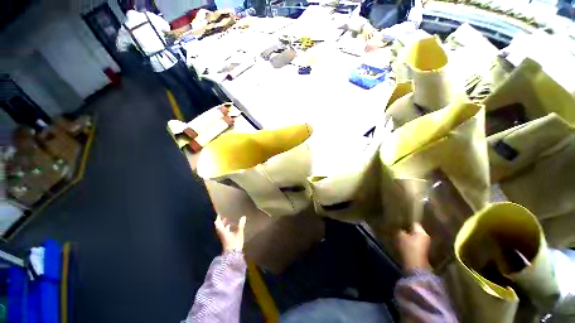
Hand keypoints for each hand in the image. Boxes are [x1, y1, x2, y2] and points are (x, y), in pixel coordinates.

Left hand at [215, 215, 245, 252]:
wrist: (232, 256)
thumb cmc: (235, 243)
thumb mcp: (239, 233)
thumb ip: (241, 225)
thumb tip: (243, 217)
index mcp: (223, 231)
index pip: (218, 223)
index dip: (218, 218)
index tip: (220, 213)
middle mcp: (221, 233)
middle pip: (219, 226)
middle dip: (221, 220)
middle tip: (225, 215)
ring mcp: (223, 237)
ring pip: (222, 229)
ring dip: (224, 224)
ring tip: (228, 220)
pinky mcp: (226, 240)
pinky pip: (224, 232)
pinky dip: (227, 228)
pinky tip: (231, 227)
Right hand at [396, 223, 430, 270]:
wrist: (415, 266)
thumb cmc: (408, 248)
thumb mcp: (400, 236)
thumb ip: (399, 229)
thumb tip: (399, 226)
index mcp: (421, 231)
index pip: (413, 223)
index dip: (406, 221)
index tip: (399, 222)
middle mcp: (426, 236)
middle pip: (415, 230)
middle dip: (408, 229)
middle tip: (399, 228)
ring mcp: (426, 245)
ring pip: (416, 237)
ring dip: (409, 236)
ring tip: (400, 236)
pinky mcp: (423, 251)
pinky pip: (416, 243)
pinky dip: (411, 242)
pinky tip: (404, 243)